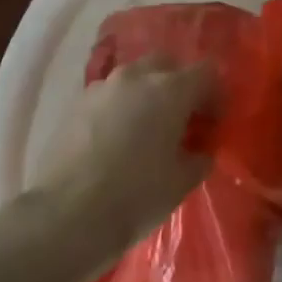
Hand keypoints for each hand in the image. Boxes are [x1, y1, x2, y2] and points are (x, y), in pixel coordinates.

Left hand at [26, 56, 216, 257]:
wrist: (65, 216)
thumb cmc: (135, 196)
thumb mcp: (182, 182)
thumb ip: (199, 157)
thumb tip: (199, 151)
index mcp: (170, 90)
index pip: (206, 73)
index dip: (215, 95)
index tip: (213, 123)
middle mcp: (136, 78)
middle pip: (167, 64)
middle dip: (179, 85)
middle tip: (182, 119)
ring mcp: (101, 88)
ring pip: (134, 78)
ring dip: (147, 95)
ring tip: (146, 130)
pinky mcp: (75, 105)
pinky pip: (109, 97)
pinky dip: (120, 109)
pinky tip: (117, 140)